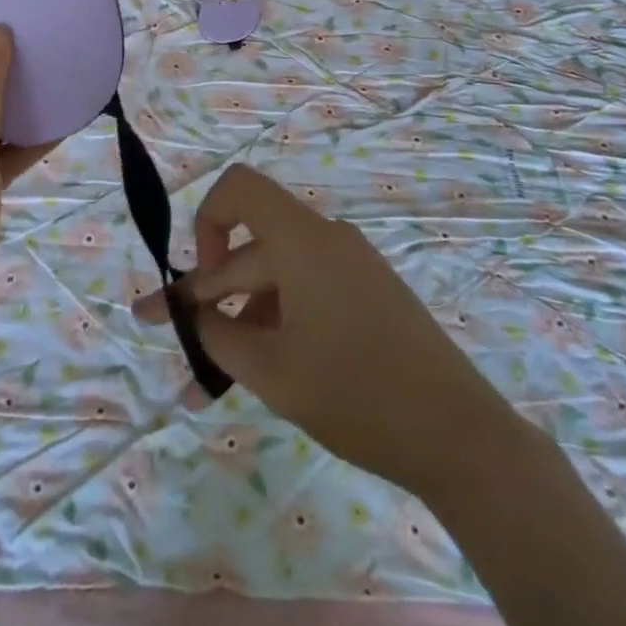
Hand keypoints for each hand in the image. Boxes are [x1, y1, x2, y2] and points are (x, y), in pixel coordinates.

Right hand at [134, 164, 517, 496]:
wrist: (460, 436)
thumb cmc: (358, 394)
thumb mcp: (273, 371)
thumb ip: (218, 335)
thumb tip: (192, 315)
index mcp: (302, 239)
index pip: (238, 189)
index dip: (206, 223)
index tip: (200, 283)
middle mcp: (324, 239)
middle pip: (250, 250)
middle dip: (205, 296)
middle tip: (164, 336)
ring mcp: (349, 267)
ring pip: (275, 281)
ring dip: (238, 321)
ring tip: (209, 384)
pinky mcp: (366, 295)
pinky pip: (304, 295)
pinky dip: (274, 326)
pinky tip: (257, 374)